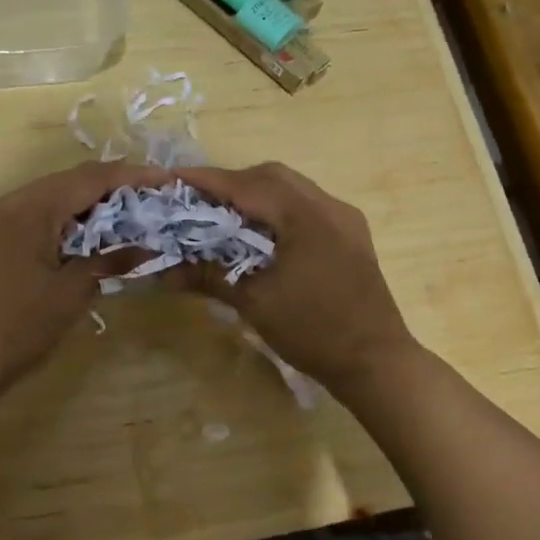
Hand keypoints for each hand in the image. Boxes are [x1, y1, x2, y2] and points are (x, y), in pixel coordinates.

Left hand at [0, 161, 168, 395]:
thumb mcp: (70, 294)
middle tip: (148, 199)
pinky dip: (59, 221)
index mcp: (27, 209)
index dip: (130, 176)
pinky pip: (28, 215)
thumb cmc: (15, 329)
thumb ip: (109, 261)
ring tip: (123, 217)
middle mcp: (4, 202)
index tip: (164, 181)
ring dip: (83, 205)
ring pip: (46, 198)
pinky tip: (82, 236)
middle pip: (66, 182)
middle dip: (109, 189)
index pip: (88, 178)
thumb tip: (146, 247)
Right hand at [174, 162, 415, 393]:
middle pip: (271, 177)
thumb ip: (209, 276)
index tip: (172, 180)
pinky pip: (307, 207)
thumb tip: (163, 272)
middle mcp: (328, 206)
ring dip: (255, 194)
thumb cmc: (313, 331)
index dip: (207, 181)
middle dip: (231, 183)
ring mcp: (344, 219)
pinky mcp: (350, 235)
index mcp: (305, 216)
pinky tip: (260, 232)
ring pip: (292, 189)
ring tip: (223, 214)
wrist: (376, 362)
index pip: (246, 186)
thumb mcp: (255, 303)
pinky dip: (277, 209)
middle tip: (197, 200)